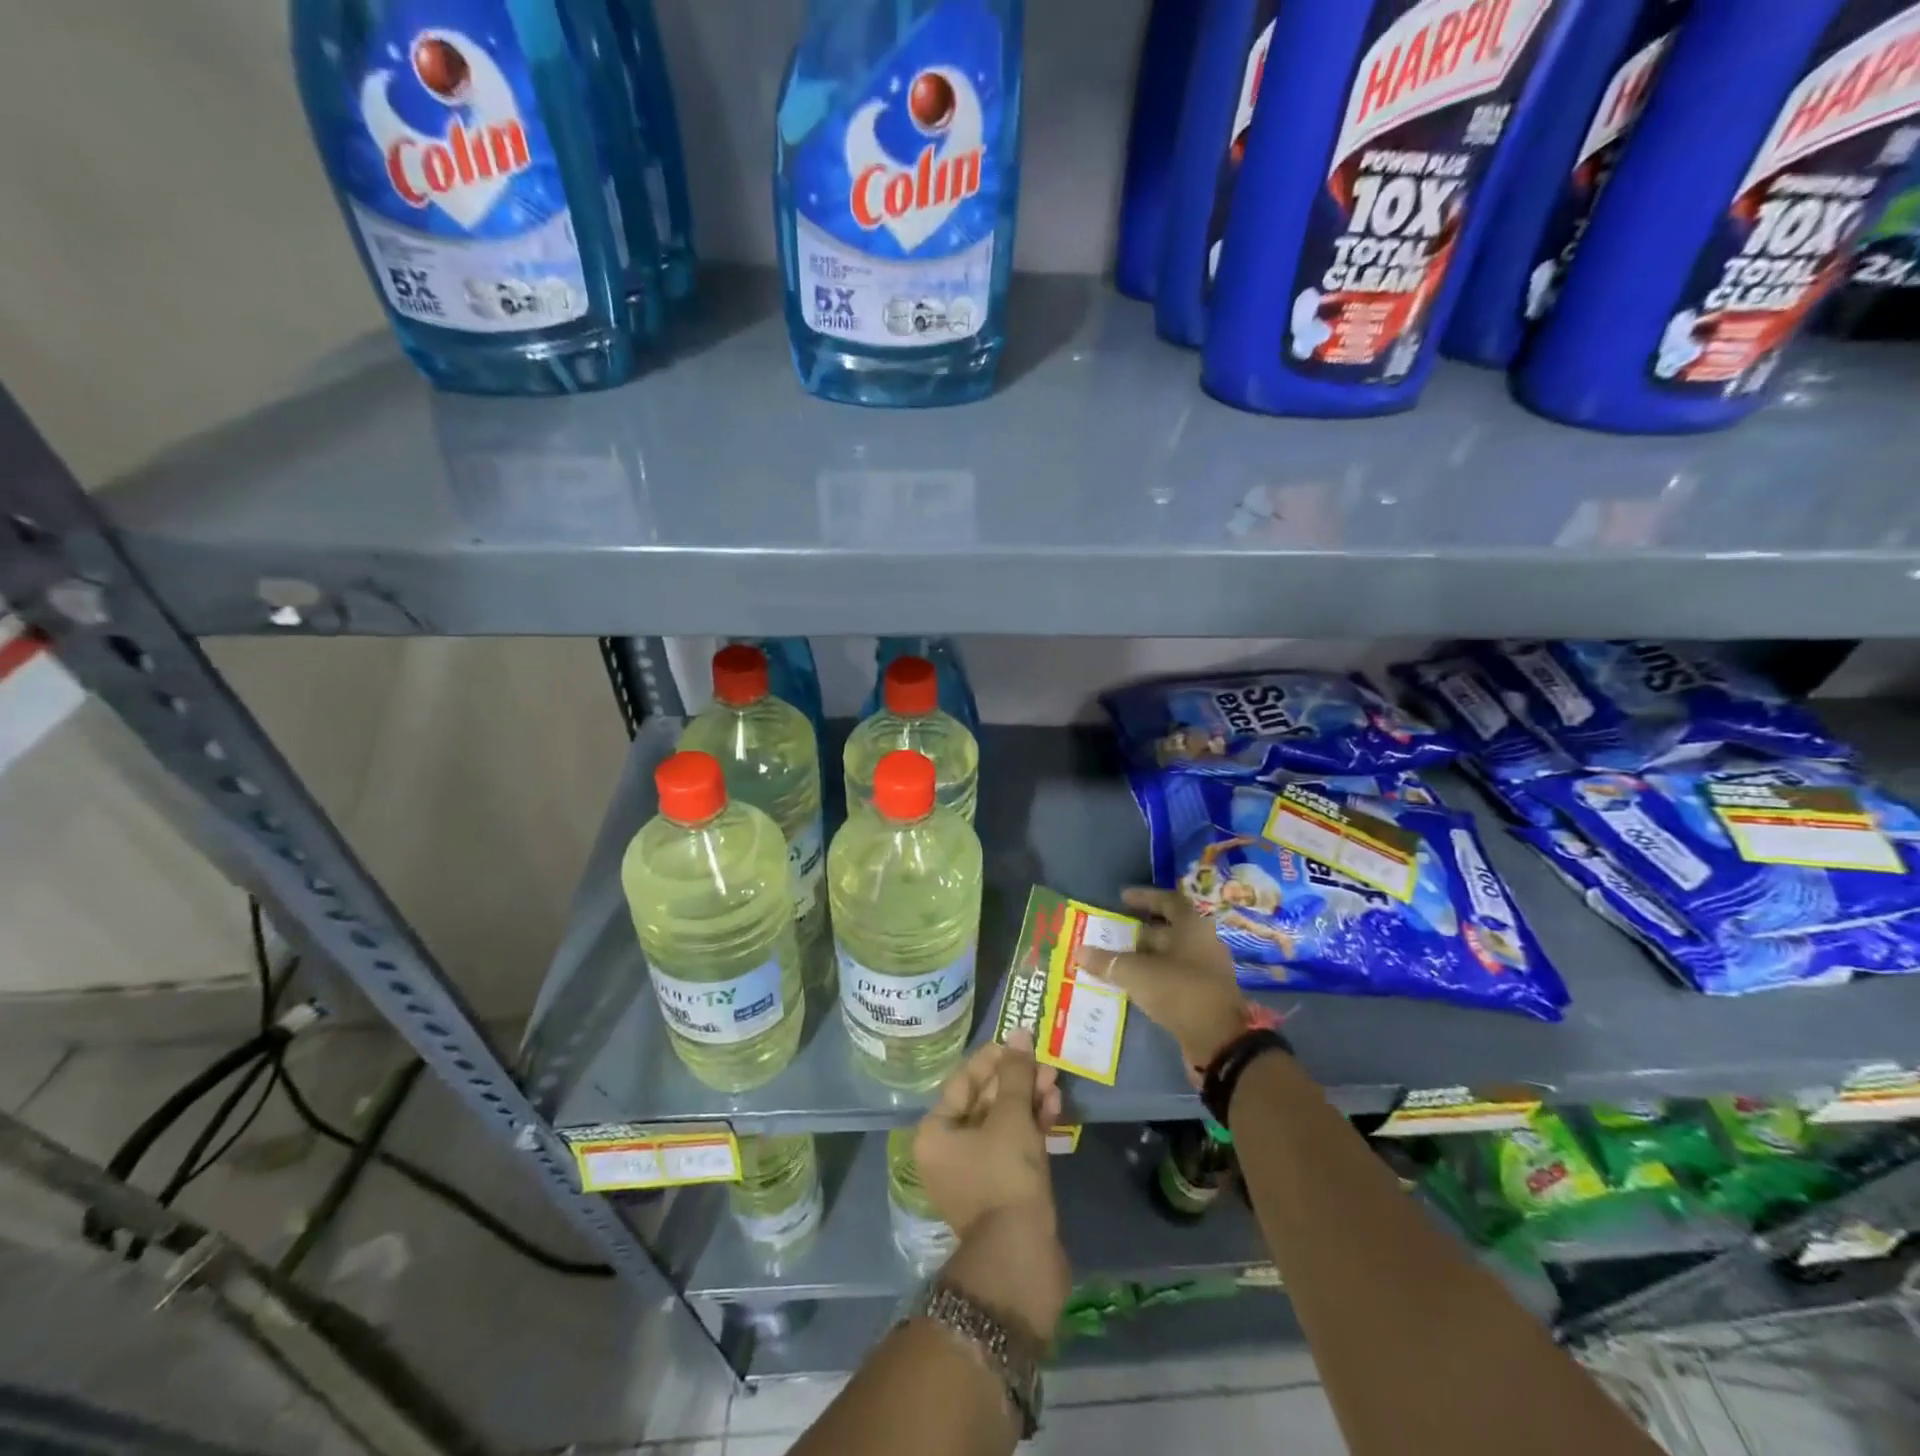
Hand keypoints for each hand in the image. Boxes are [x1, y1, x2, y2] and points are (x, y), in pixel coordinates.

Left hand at [914, 1033, 1068, 1342]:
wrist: (1021, 1257)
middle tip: (1045, 1063)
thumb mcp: (1011, 1117)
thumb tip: (1019, 1033)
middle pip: (984, 1100)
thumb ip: (1015, 1073)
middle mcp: (948, 1151)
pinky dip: (1032, 1126)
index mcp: (935, 1132)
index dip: (993, 1059)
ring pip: (1002, 1123)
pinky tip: (1055, 1108)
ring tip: (1055, 1082)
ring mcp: (975, 1172)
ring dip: (1028, 1100)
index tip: (1020, 1042)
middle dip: (1016, 1080)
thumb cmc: (1005, 1176)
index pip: (963, 1081)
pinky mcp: (1001, 1189)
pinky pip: (1013, 1145)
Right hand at [1098, 885, 1255, 1082]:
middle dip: (1139, 930)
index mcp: (1193, 927)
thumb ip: (1108, 961)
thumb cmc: (1179, 991)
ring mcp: (1206, 972)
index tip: (1122, 898)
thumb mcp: (1137, 973)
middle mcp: (1203, 944)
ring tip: (1115, 959)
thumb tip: (1079, 951)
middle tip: (1112, 932)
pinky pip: (1173, 978)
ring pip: (1170, 956)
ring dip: (1144, 956)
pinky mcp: (1202, 996)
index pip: (1168, 901)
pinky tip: (1132, 984)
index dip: (1145, 897)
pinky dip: (1152, 977)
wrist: (1220, 1042)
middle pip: (1169, 929)